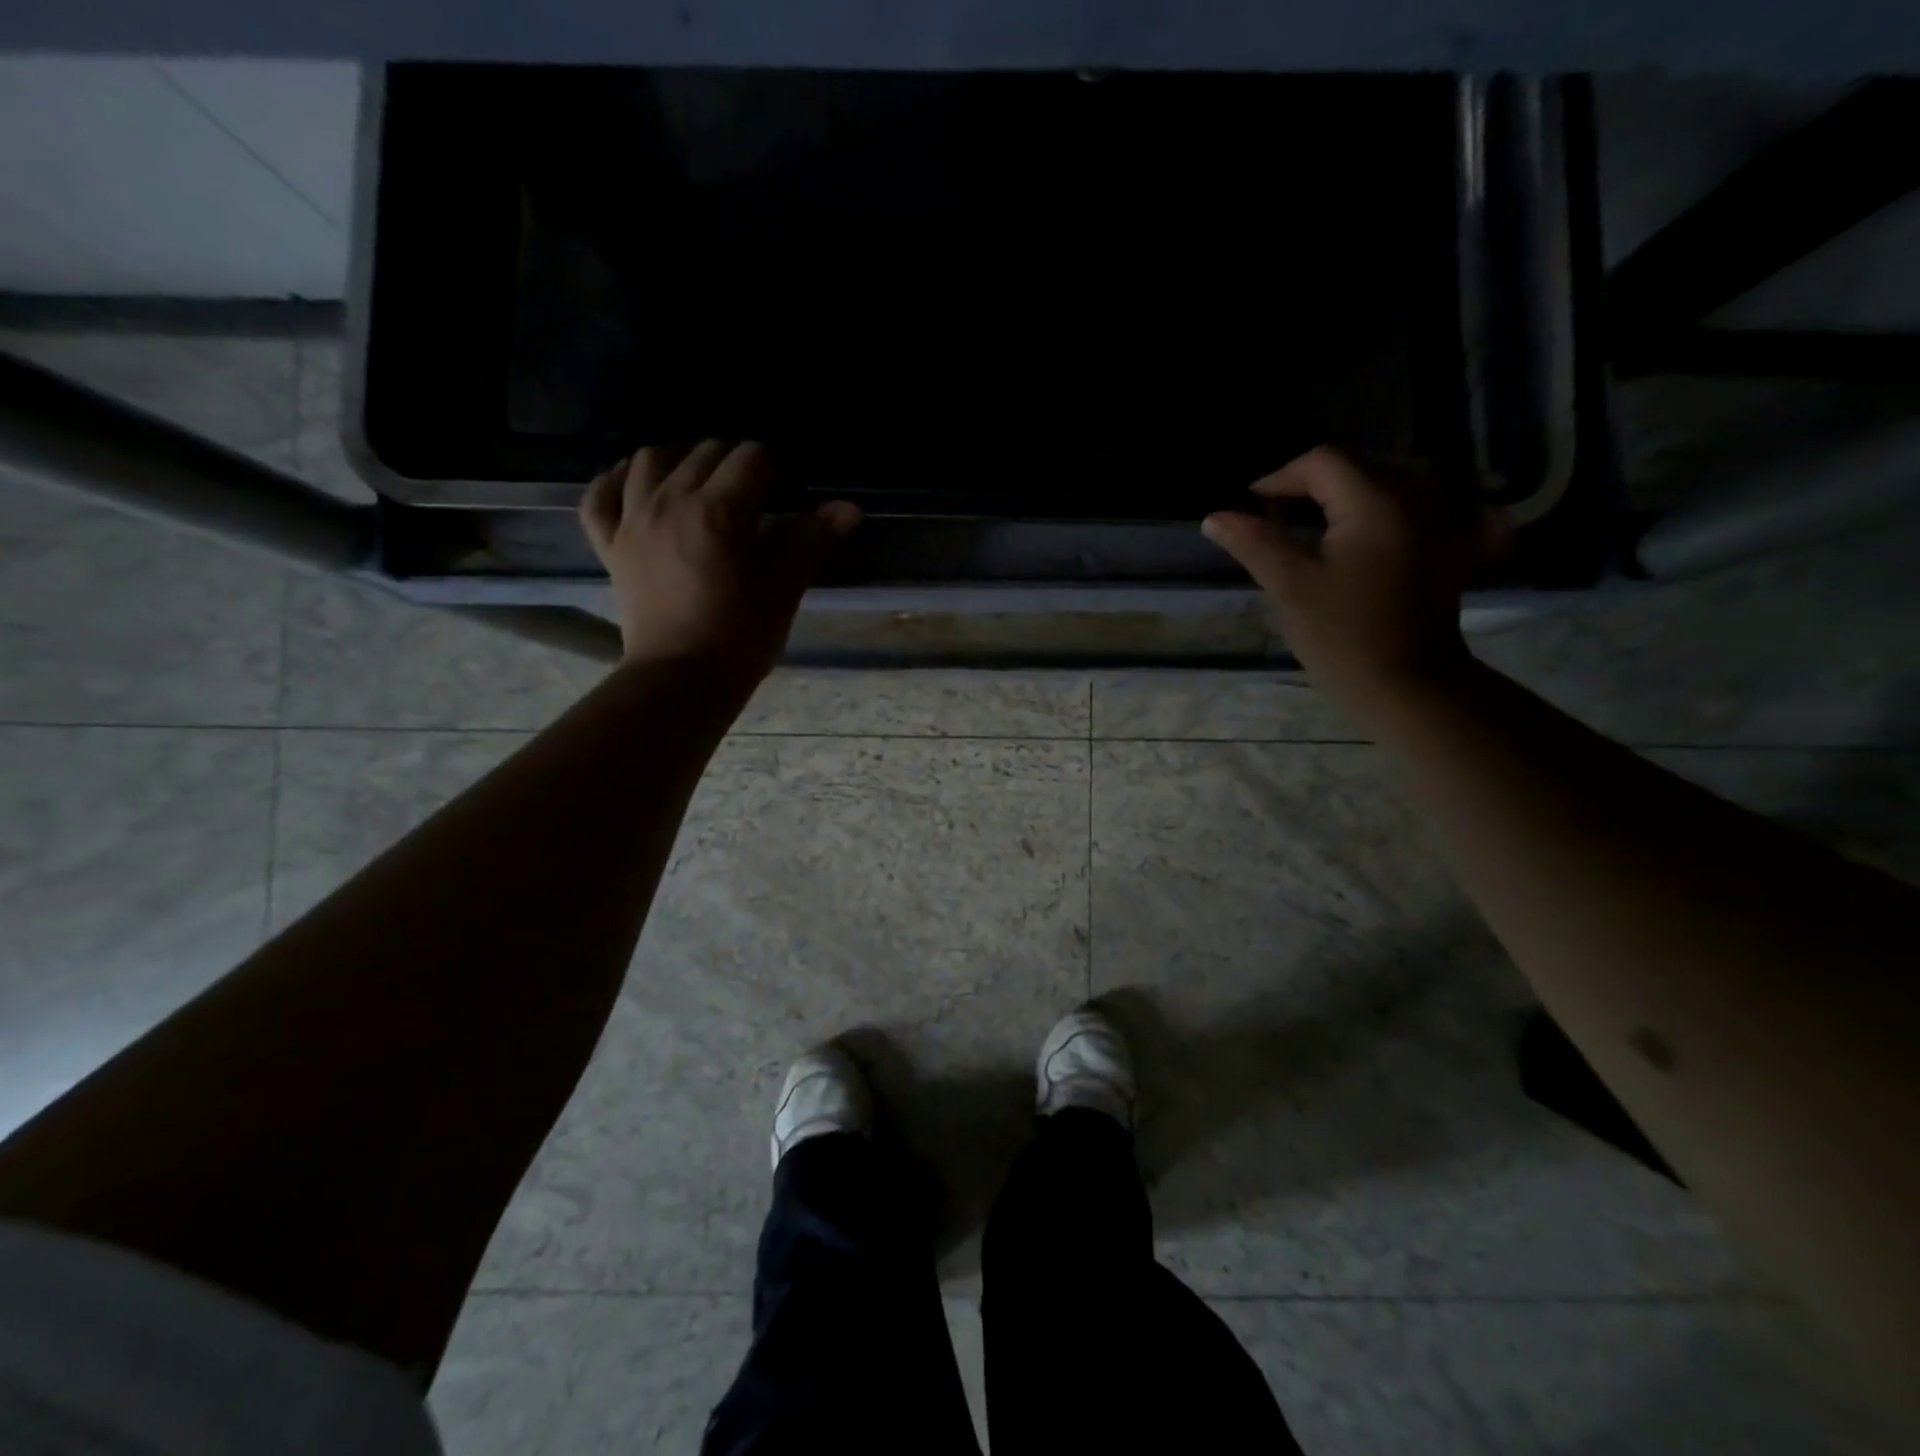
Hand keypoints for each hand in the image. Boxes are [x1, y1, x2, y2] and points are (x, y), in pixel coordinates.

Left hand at [580, 441, 860, 678]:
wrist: (682, 679)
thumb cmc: (741, 635)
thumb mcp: (785, 587)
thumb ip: (812, 539)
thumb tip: (848, 508)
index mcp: (718, 510)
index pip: (752, 458)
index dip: (777, 469)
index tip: (790, 493)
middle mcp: (670, 501)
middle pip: (704, 452)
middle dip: (736, 462)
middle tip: (756, 493)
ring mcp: (633, 521)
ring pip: (649, 460)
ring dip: (680, 459)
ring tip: (701, 480)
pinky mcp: (610, 545)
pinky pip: (601, 496)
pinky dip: (618, 481)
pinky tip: (638, 485)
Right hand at [1202, 447, 1505, 718]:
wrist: (1409, 686)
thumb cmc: (1344, 638)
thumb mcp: (1291, 589)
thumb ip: (1254, 543)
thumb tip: (1215, 517)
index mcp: (1376, 503)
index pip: (1323, 462)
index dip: (1280, 478)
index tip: (1251, 506)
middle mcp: (1417, 497)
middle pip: (1358, 467)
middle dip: (1312, 485)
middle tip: (1275, 517)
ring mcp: (1441, 520)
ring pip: (1387, 482)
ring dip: (1346, 494)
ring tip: (1312, 523)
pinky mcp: (1450, 545)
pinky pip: (1416, 506)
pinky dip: (1385, 509)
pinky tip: (1368, 530)